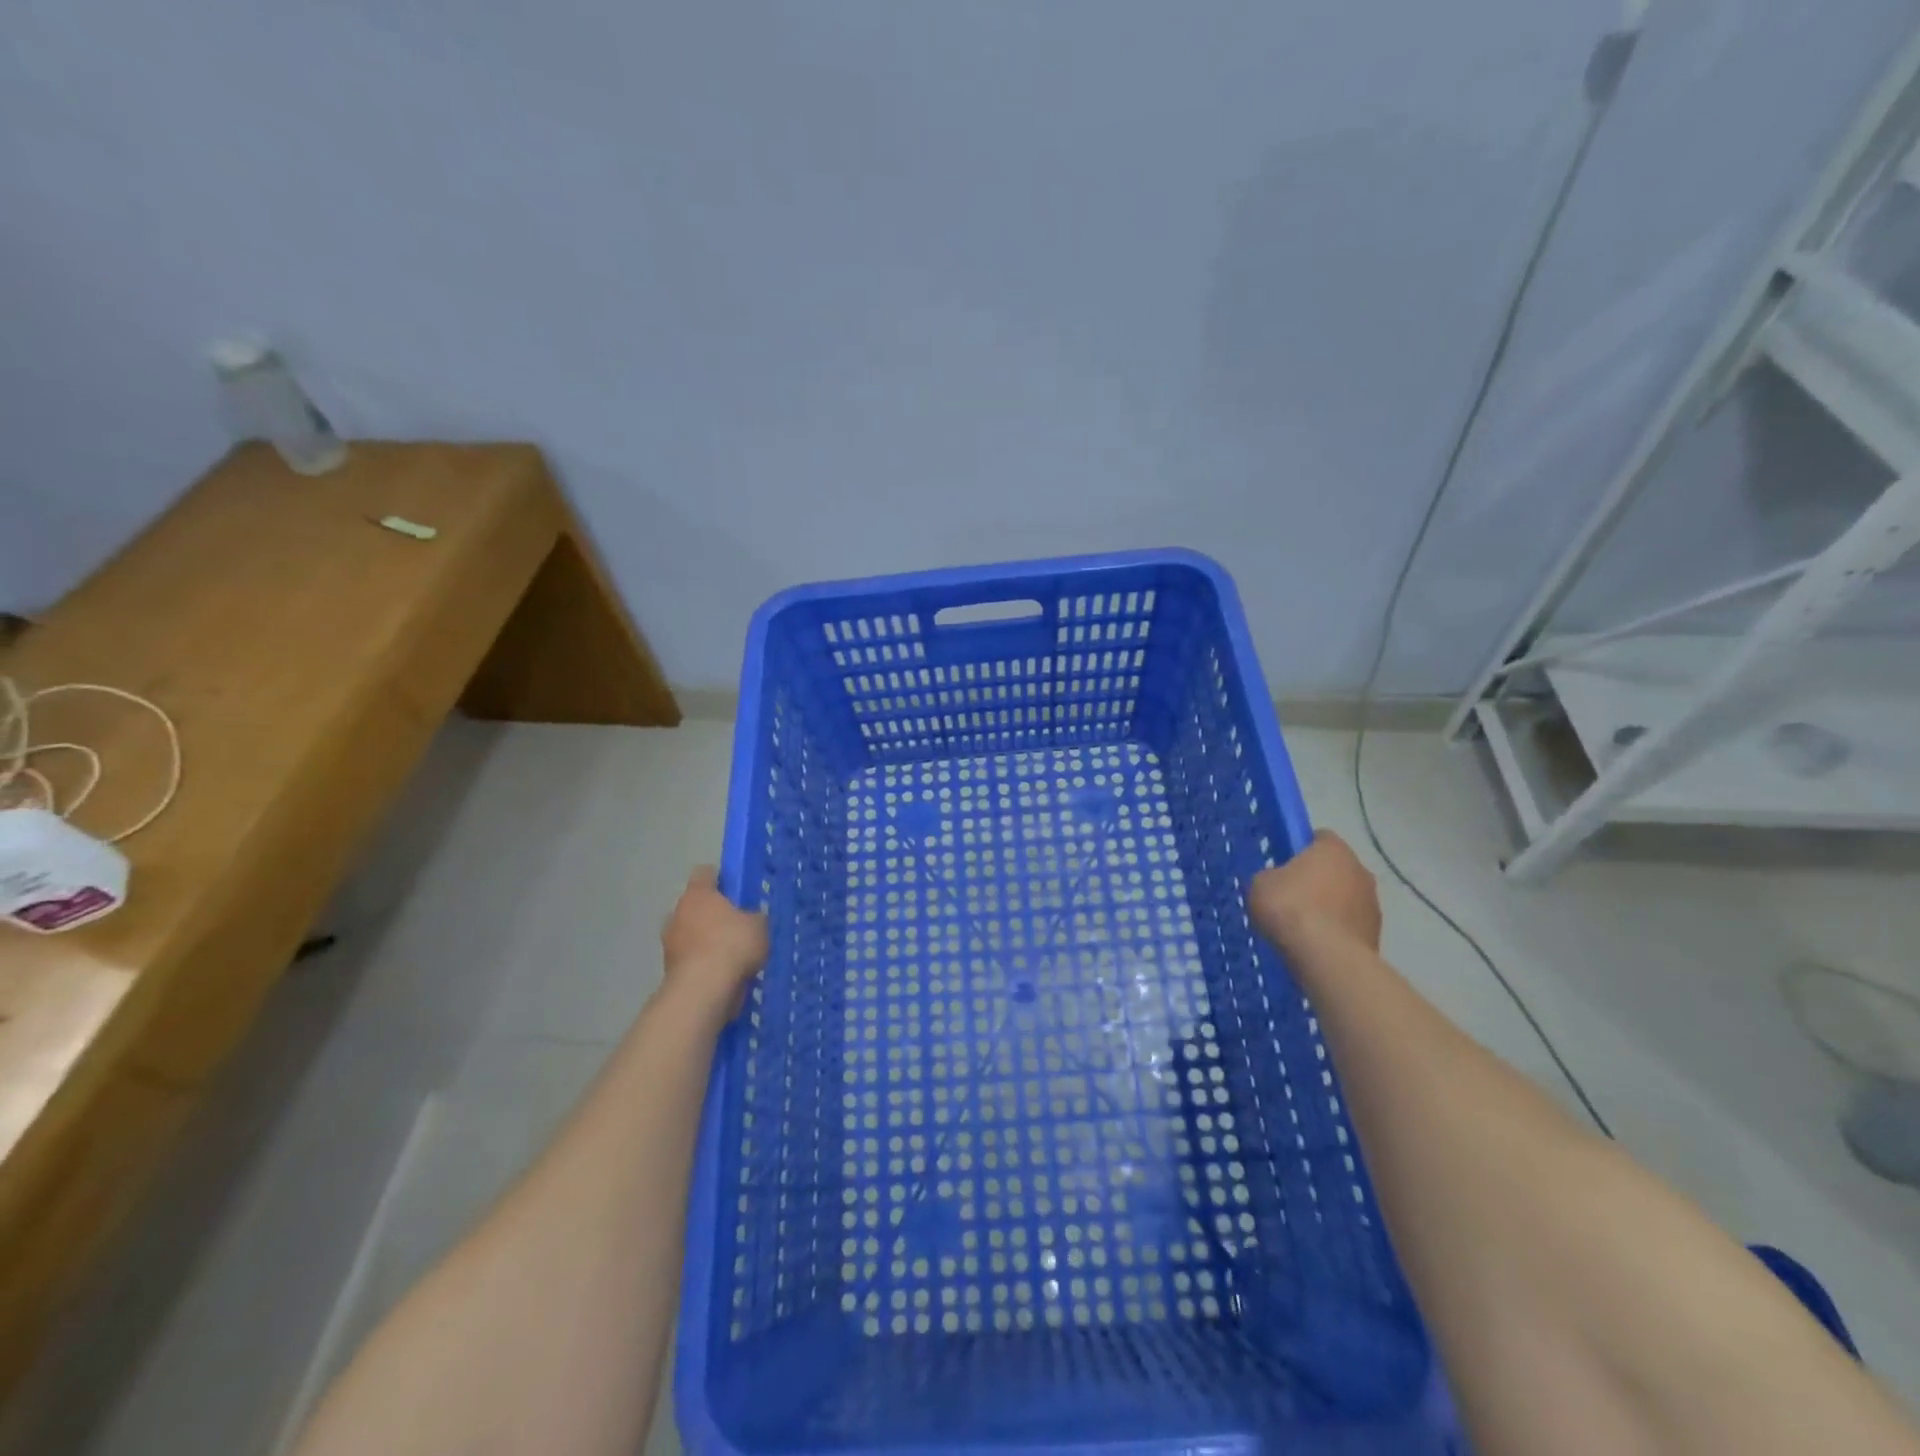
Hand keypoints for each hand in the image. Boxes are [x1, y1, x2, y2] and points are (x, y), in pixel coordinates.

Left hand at [660, 866, 768, 1019]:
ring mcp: (669, 943)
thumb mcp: (759, 925)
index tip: (736, 890)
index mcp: (697, 894)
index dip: (721, 879)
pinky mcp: (669, 970)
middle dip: (712, 914)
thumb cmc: (732, 944)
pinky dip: (703, 964)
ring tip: (732, 955)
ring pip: (690, 934)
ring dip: (706, 941)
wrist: (703, 990)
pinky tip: (723, 975)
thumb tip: (749, 919)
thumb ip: (753, 917)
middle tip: (736, 925)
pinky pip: (691, 960)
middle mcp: (677, 913)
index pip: (705, 873)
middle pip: (695, 906)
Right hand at [1248, 830, 1381, 952]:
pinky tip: (1315, 945)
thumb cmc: (1290, 908)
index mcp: (1333, 849)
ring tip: (1301, 927)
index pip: (1319, 838)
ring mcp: (1373, 903)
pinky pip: (1349, 925)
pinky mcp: (1375, 933)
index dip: (1300, 849)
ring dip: (1328, 907)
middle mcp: (1360, 869)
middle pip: (1335, 869)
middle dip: (1316, 880)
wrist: (1326, 957)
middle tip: (1289, 896)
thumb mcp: (1260, 884)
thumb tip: (1277, 881)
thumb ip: (1271, 876)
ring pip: (1345, 898)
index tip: (1283, 865)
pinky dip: (1335, 931)